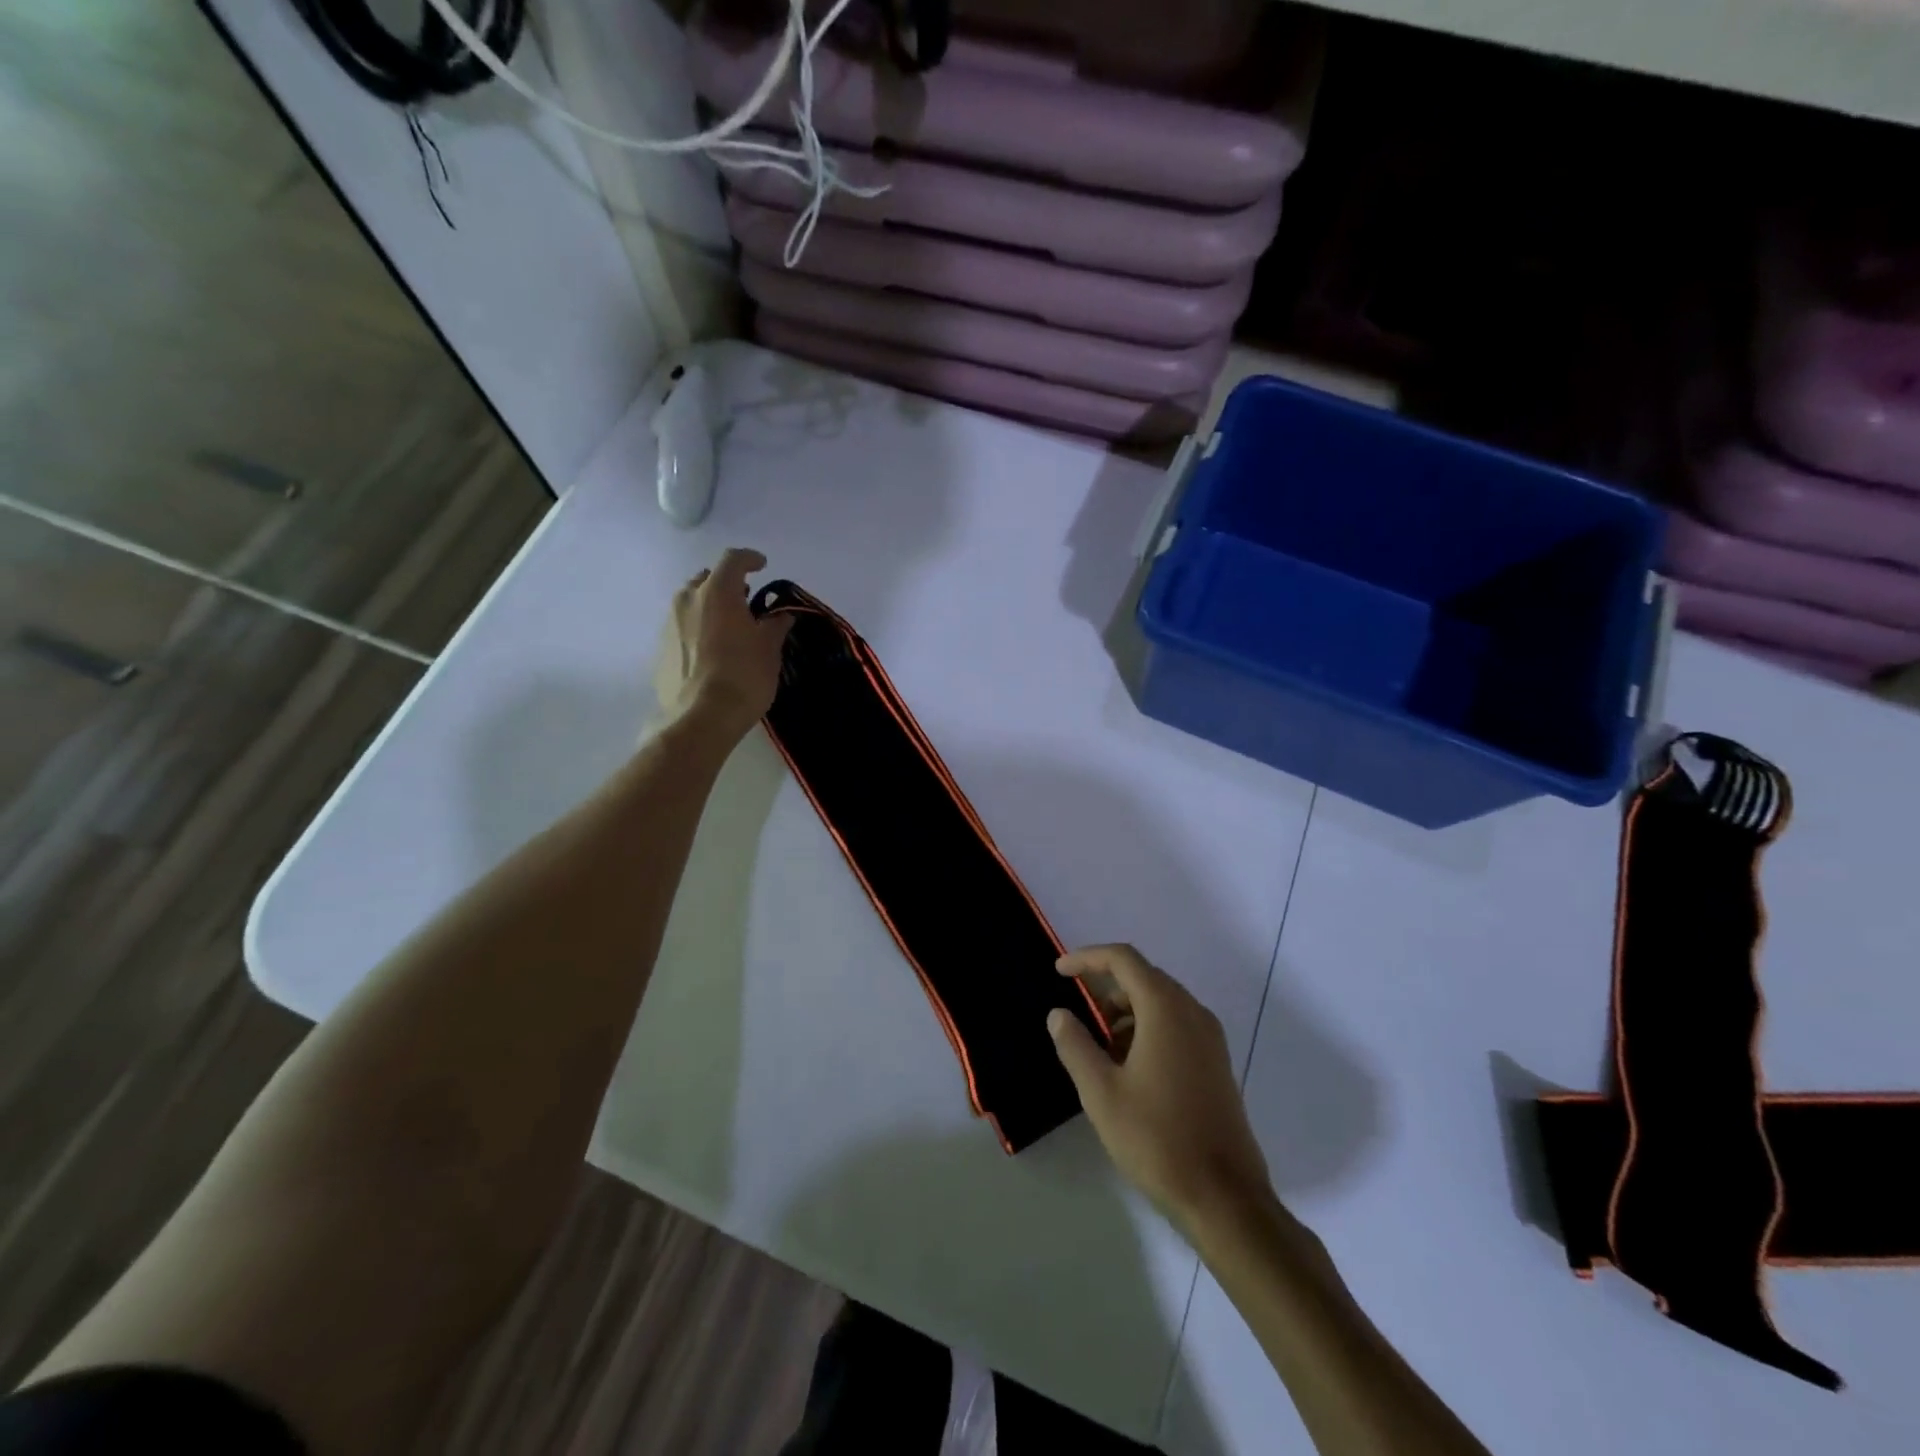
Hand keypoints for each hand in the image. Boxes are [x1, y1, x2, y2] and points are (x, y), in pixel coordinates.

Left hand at [654, 548, 791, 737]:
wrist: (701, 718)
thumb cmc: (743, 676)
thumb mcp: (770, 649)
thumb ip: (775, 626)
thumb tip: (780, 616)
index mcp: (716, 591)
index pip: (733, 559)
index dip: (750, 559)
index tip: (762, 566)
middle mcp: (687, 599)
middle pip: (707, 579)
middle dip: (727, 585)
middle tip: (745, 601)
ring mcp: (668, 624)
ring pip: (691, 604)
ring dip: (710, 608)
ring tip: (729, 629)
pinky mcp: (661, 650)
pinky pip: (682, 629)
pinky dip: (698, 631)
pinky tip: (712, 653)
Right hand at [1049, 944, 1272, 1238]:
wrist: (1225, 1198)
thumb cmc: (1156, 1139)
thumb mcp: (1101, 1092)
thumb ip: (1075, 1045)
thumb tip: (1059, 1014)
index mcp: (1165, 1009)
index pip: (1123, 959)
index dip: (1087, 958)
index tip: (1059, 972)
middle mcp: (1192, 1012)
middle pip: (1143, 977)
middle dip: (1105, 988)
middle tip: (1076, 1015)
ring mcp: (1210, 1039)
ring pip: (1160, 1003)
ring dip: (1125, 1012)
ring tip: (1098, 1050)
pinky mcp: (1216, 1063)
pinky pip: (1175, 1026)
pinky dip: (1146, 1030)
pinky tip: (1127, 1069)